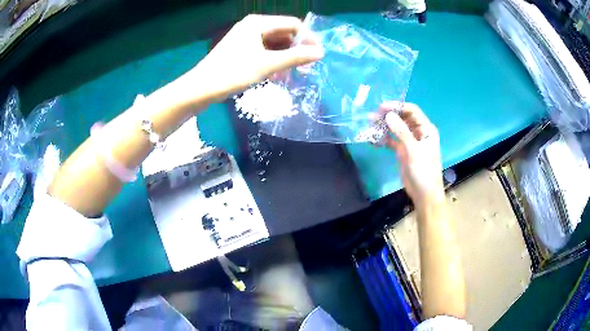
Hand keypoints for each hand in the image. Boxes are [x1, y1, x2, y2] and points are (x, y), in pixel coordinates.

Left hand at [194, 14, 323, 96]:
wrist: (202, 88)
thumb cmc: (234, 72)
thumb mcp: (268, 64)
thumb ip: (296, 57)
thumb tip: (320, 53)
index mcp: (259, 23)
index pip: (292, 24)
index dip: (308, 38)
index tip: (318, 55)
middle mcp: (253, 26)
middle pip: (283, 34)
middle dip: (296, 50)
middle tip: (306, 68)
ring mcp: (245, 38)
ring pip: (274, 44)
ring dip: (285, 58)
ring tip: (291, 75)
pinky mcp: (240, 50)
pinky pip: (263, 51)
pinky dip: (272, 62)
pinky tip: (276, 76)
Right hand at [380, 102, 444, 207]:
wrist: (424, 194)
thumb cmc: (424, 171)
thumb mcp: (413, 150)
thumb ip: (401, 131)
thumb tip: (388, 115)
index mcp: (426, 129)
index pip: (412, 111)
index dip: (397, 106)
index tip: (381, 107)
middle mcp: (418, 132)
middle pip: (403, 118)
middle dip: (389, 115)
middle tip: (372, 116)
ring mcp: (410, 141)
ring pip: (396, 128)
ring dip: (385, 126)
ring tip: (370, 124)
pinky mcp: (403, 151)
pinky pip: (392, 140)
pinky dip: (384, 138)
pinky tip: (373, 138)